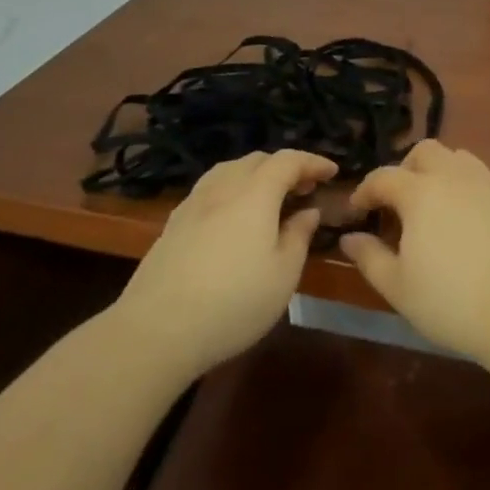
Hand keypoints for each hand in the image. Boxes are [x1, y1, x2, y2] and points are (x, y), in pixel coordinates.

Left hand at [113, 149, 336, 379]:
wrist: (157, 329)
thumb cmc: (233, 302)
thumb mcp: (283, 275)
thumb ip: (299, 236)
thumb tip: (308, 211)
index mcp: (255, 193)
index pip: (288, 160)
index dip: (312, 162)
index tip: (332, 172)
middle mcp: (223, 187)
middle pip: (257, 160)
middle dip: (285, 167)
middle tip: (304, 189)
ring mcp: (194, 203)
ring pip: (229, 170)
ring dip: (255, 175)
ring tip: (269, 197)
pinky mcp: (173, 223)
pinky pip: (210, 189)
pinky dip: (231, 189)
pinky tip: (232, 216)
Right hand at [339, 140, 489, 369]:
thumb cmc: (452, 302)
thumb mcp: (399, 288)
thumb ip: (370, 258)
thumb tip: (349, 238)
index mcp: (420, 193)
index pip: (384, 176)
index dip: (366, 190)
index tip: (358, 210)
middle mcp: (453, 177)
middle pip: (424, 152)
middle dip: (405, 169)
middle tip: (399, 204)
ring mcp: (487, 185)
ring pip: (457, 157)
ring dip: (438, 172)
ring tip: (433, 207)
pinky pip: (481, 178)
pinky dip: (465, 188)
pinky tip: (466, 222)